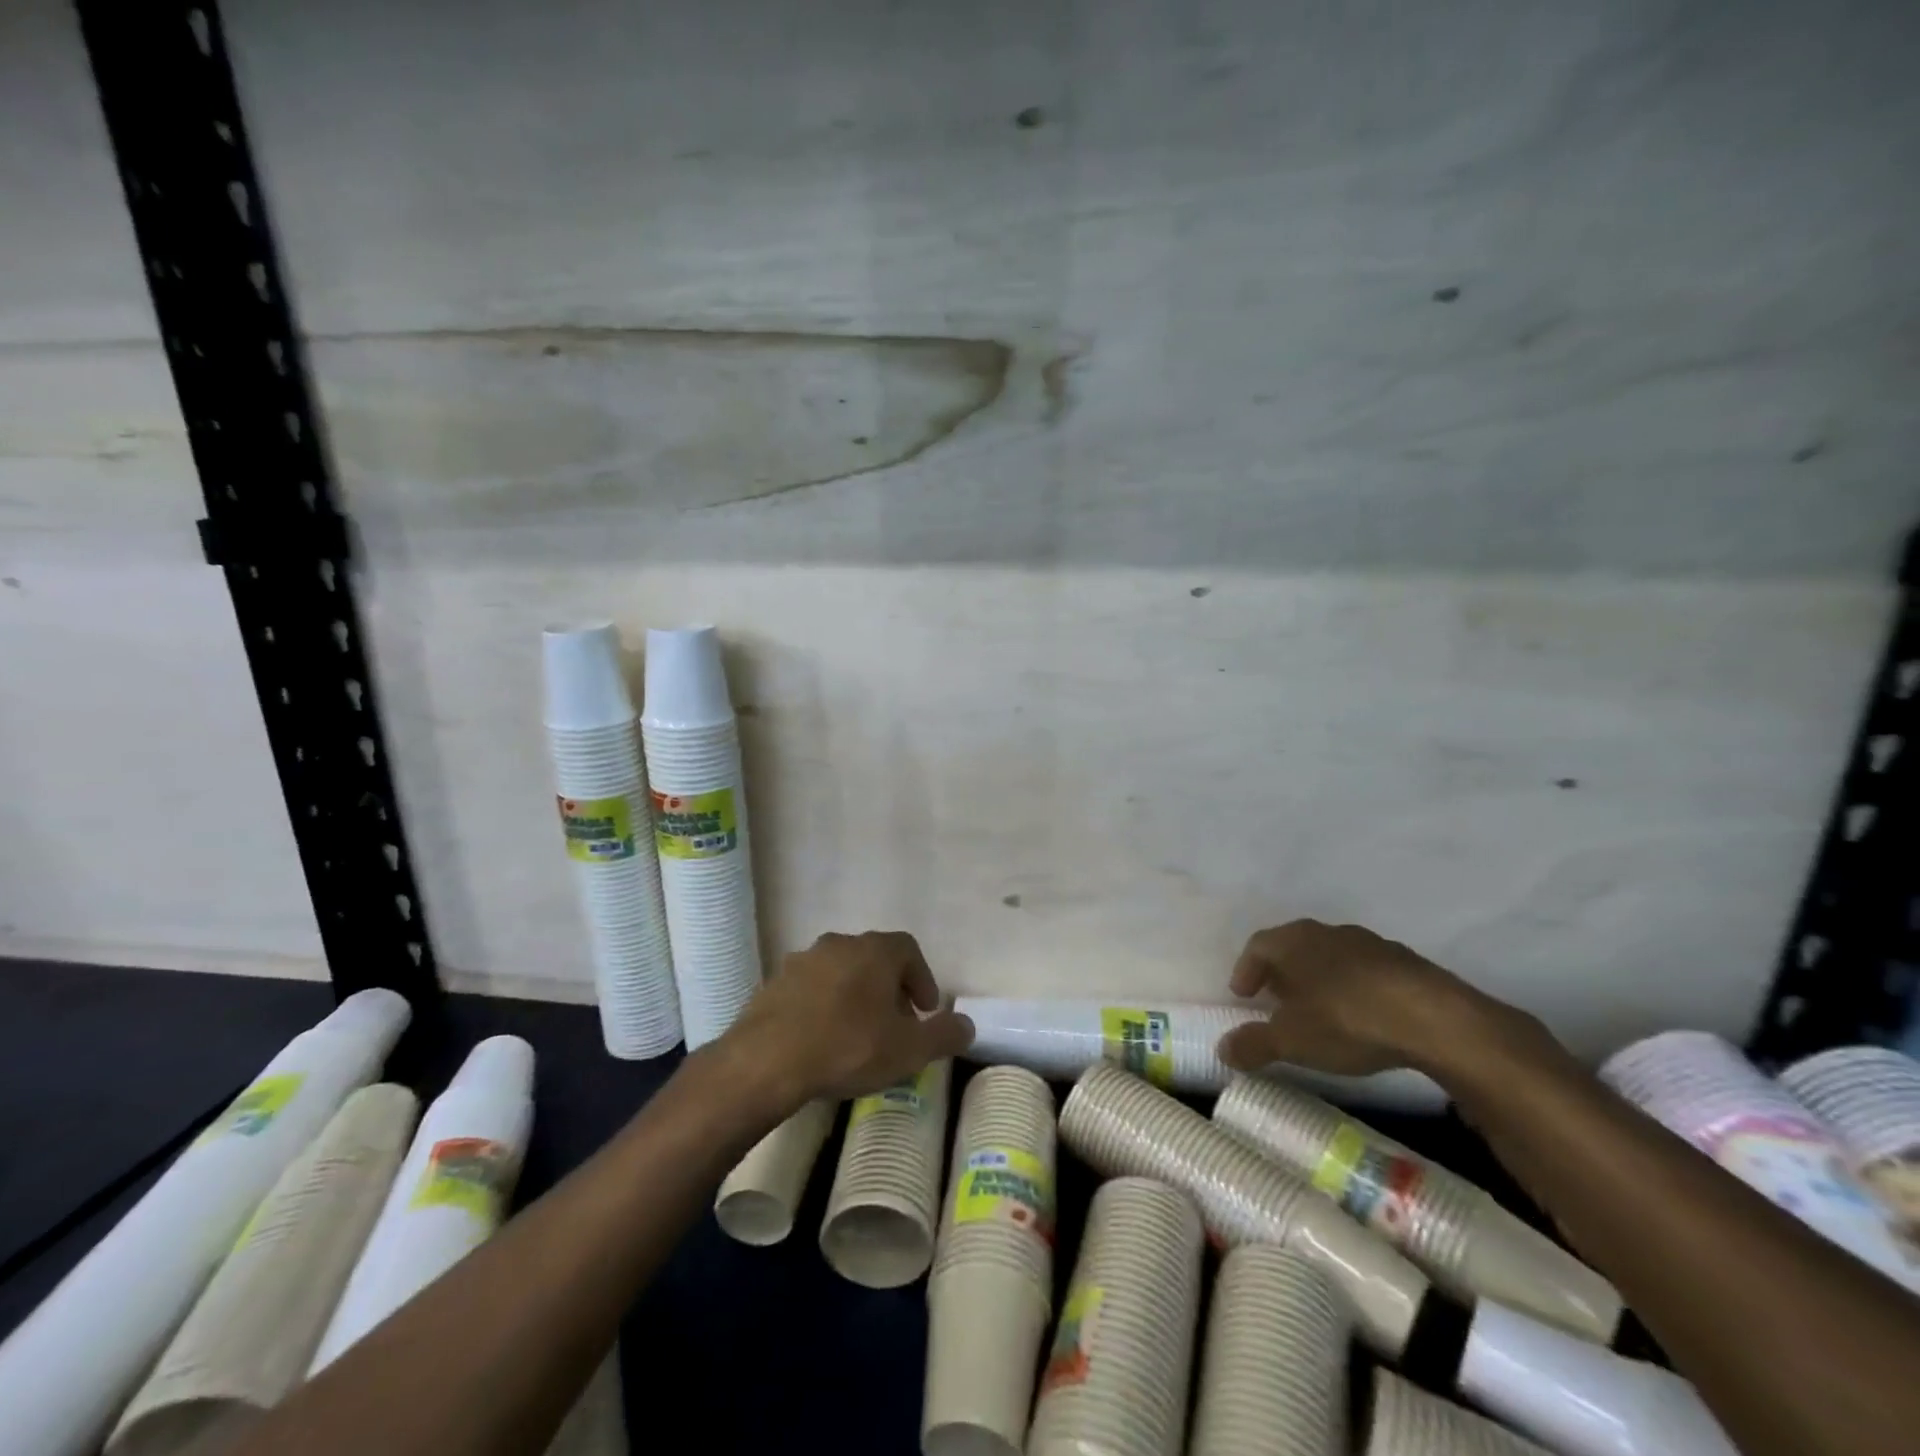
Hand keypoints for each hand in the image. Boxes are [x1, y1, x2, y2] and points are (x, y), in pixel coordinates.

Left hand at [725, 930, 974, 1103]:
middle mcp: (839, 943)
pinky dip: (822, 1006)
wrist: (767, 1060)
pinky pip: (809, 989)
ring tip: (857, 1034)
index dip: (923, 978)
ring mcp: (802, 960)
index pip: (910, 950)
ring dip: (854, 995)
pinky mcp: (773, 983)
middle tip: (895, 1025)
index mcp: (875, 950)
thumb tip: (968, 1024)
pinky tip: (820, 1039)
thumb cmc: (848, 1047)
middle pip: (874, 959)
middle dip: (889, 989)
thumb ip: (944, 1035)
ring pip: (840, 971)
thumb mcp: (909, 1050)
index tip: (925, 1011)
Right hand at [1216, 919, 1524, 1076]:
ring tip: (1319, 1010)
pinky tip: (1362, 1015)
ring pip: (1331, 956)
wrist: (1435, 1020)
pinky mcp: (1405, 962)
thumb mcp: (1292, 1041)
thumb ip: (1253, 1044)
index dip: (1246, 970)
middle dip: (1281, 972)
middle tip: (1276, 1001)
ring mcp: (1369, 943)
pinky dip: (1354, 987)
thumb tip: (1222, 1050)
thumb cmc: (1347, 1021)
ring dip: (1319, 978)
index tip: (1243, 995)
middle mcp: (1326, 932)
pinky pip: (1365, 970)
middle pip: (1294, 946)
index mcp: (1294, 941)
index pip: (1257, 946)